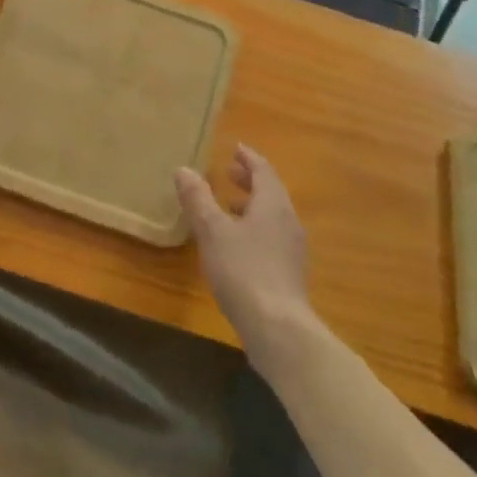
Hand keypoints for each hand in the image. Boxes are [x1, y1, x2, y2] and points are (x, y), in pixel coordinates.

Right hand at [176, 145, 313, 353]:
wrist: (277, 327)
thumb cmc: (243, 270)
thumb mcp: (212, 231)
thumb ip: (198, 199)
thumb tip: (184, 169)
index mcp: (273, 204)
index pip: (264, 171)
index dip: (249, 158)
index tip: (235, 149)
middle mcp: (288, 221)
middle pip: (271, 192)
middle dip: (250, 180)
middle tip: (228, 173)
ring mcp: (292, 249)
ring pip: (272, 216)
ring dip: (252, 205)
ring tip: (228, 207)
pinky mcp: (290, 273)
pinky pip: (272, 237)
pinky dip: (255, 228)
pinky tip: (237, 245)